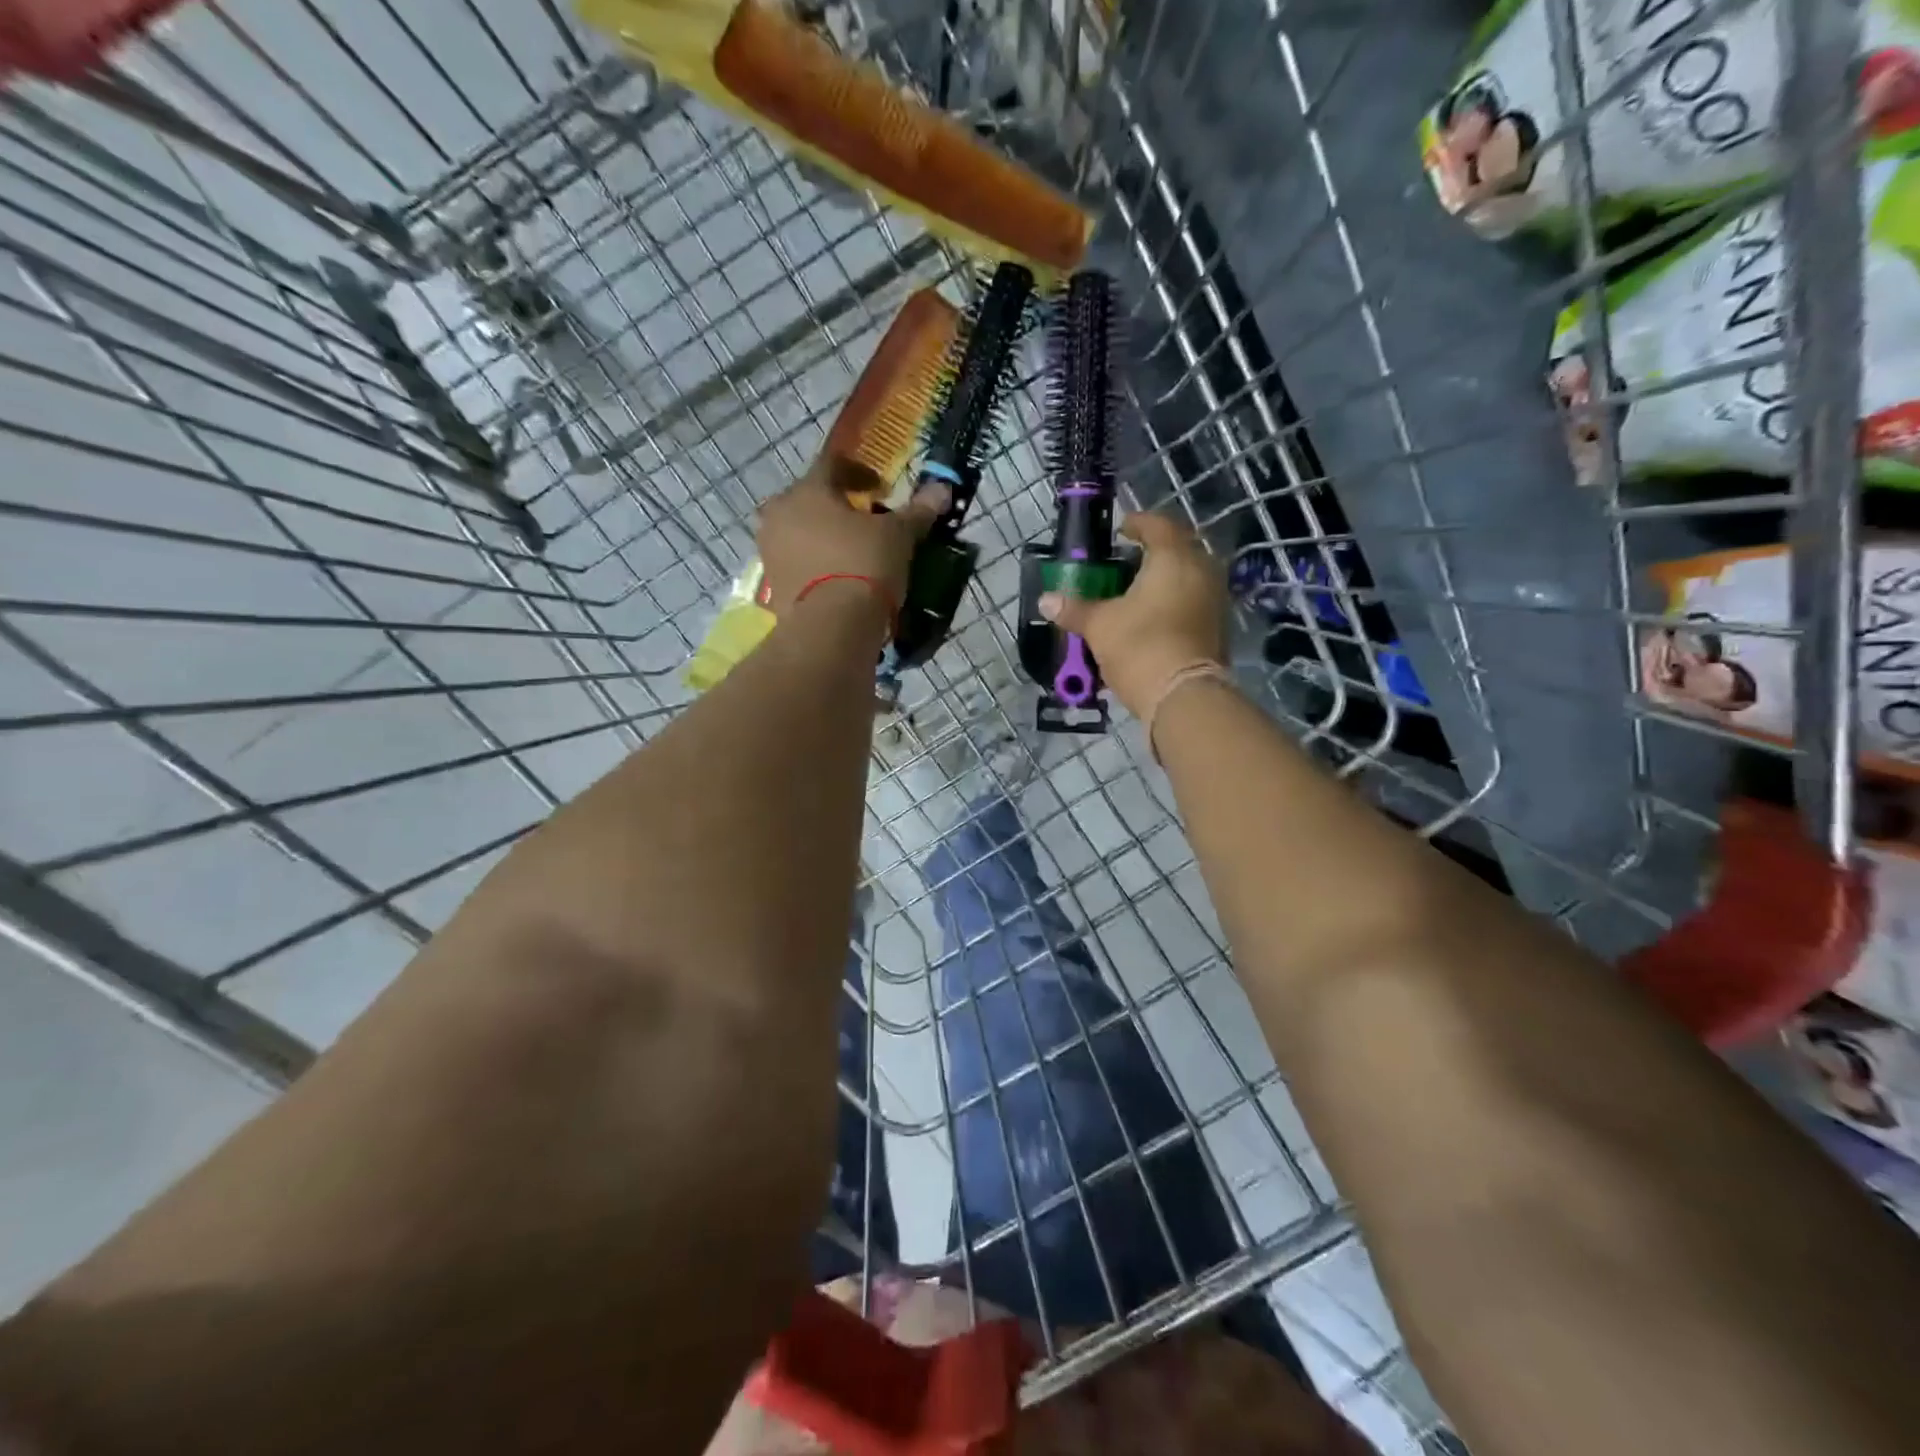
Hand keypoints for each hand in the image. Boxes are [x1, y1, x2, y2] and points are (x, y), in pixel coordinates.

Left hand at [757, 456, 949, 617]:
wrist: (831, 627)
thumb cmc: (864, 565)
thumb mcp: (898, 536)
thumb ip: (917, 511)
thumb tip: (942, 489)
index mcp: (808, 489)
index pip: (832, 464)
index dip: (860, 472)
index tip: (882, 488)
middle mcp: (780, 513)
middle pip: (812, 500)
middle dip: (840, 508)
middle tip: (867, 522)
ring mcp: (771, 551)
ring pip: (801, 533)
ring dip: (825, 537)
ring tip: (855, 553)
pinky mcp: (771, 585)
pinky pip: (798, 565)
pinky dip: (817, 565)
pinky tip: (840, 578)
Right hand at [1039, 511, 1227, 719]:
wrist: (1183, 696)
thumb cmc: (1140, 647)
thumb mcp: (1099, 626)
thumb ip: (1074, 609)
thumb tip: (1045, 600)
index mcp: (1174, 557)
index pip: (1158, 525)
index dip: (1137, 523)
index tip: (1120, 529)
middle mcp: (1202, 570)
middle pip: (1179, 549)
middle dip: (1154, 551)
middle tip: (1128, 560)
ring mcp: (1215, 599)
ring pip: (1189, 577)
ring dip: (1165, 579)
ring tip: (1137, 591)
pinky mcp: (1218, 627)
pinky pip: (1194, 602)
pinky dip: (1175, 602)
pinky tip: (1153, 617)